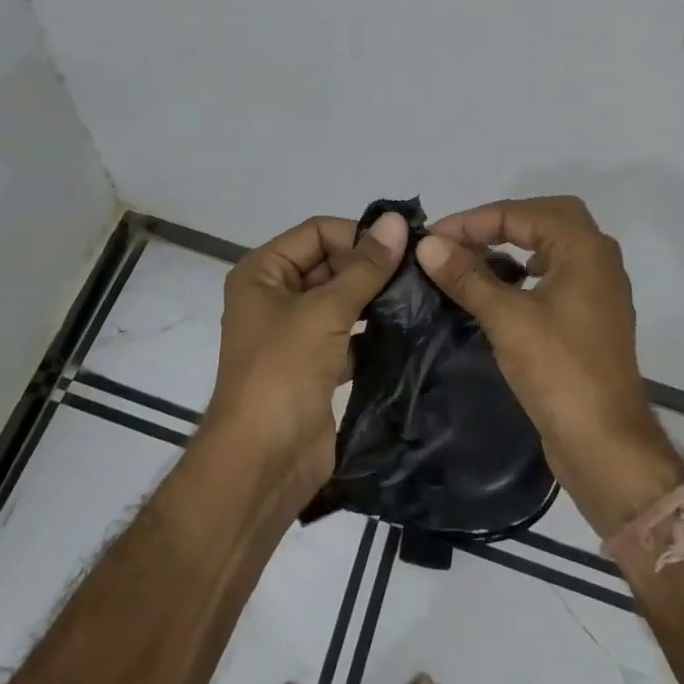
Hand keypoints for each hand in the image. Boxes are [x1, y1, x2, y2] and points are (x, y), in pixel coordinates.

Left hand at [206, 210, 409, 501]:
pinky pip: (348, 336)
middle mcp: (275, 296)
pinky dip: (373, 333)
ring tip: (420, 296)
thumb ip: (365, 267)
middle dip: (370, 267)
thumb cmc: (283, 372)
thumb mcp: (324, 311)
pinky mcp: (315, 366)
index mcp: (263, 272)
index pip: (317, 232)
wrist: (262, 463)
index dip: (357, 235)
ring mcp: (295, 333)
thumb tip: (397, 221)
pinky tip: (408, 330)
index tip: (403, 248)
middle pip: (330, 263)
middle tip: (420, 272)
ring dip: (375, 299)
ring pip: (341, 301)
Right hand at [416, 196, 678, 534]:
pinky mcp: (591, 317)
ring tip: (476, 258)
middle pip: (546, 217)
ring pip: (554, 244)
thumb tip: (428, 244)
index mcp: (584, 249)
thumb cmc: (558, 371)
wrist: (605, 443)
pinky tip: (503, 289)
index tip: (434, 238)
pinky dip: (528, 270)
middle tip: (462, 238)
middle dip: (501, 221)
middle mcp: (598, 259)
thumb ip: (467, 276)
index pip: (523, 213)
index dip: (474, 220)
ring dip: (515, 243)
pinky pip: (557, 273)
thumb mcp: (506, 318)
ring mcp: (599, 290)